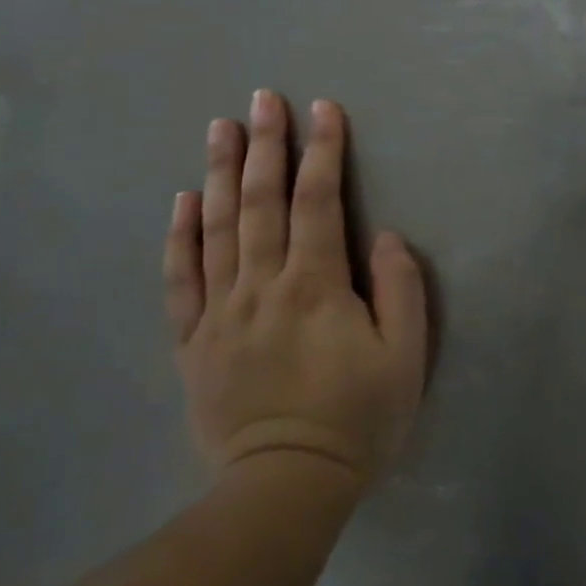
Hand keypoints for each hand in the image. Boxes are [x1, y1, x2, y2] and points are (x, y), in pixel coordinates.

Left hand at [163, 92, 427, 489]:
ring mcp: (221, 312)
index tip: (323, 109)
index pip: (318, 202)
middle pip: (262, 202)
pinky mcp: (194, 341)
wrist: (285, 486)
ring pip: (218, 228)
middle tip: (262, 99)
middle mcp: (262, 286)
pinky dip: (180, 236)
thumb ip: (400, 290)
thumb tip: (381, 236)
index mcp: (316, 285)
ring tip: (220, 128)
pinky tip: (183, 200)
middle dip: (266, 145)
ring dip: (222, 173)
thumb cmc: (357, 419)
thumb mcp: (405, 358)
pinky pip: (181, 279)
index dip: (323, 151)